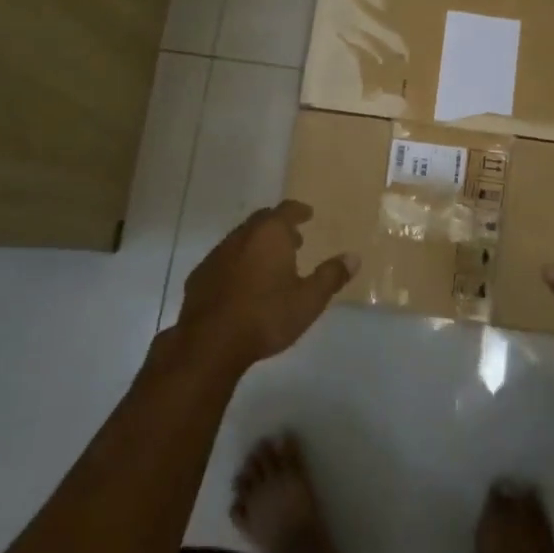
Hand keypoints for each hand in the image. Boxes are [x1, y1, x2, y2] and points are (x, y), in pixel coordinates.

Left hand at [177, 201, 357, 372]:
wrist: (210, 342)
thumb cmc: (266, 316)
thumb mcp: (309, 300)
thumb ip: (331, 276)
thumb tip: (353, 257)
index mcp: (270, 234)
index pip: (286, 210)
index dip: (299, 210)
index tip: (307, 214)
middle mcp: (241, 236)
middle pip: (262, 221)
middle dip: (278, 226)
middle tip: (294, 240)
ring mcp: (216, 255)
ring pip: (241, 239)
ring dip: (257, 245)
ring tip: (270, 263)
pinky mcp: (199, 275)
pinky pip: (224, 259)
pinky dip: (238, 263)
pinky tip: (242, 284)